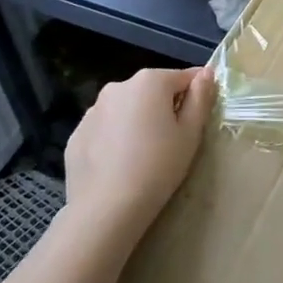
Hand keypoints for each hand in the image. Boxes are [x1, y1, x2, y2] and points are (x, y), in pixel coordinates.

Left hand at [63, 66, 214, 243]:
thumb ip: (200, 98)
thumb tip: (206, 73)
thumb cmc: (158, 167)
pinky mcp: (76, 134)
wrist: (106, 208)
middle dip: (164, 107)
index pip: (184, 77)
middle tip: (172, 140)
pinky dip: (114, 139)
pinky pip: (105, 129)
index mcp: (150, 81)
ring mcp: (93, 110)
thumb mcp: (191, 133)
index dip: (196, 94)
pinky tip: (119, 165)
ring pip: (126, 109)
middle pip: (152, 90)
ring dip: (137, 121)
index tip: (198, 118)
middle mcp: (118, 87)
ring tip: (143, 155)